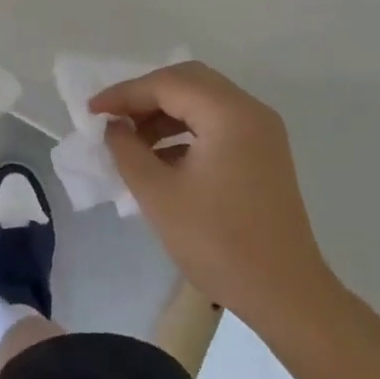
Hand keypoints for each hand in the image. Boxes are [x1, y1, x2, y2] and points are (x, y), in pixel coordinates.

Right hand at [92, 62, 345, 340]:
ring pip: (203, 100)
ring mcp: (262, 132)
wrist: (288, 297)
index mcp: (228, 113)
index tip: (91, 112)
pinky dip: (186, 129)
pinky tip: (162, 157)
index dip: (124, 94)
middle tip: (114, 119)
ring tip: (133, 140)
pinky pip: (217, 122)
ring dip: (164, 112)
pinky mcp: (264, 153)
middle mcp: (249, 111)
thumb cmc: (220, 243)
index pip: (166, 84)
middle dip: (145, 96)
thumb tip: (114, 126)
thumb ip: (127, 150)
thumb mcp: (158, 195)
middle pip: (187, 81)